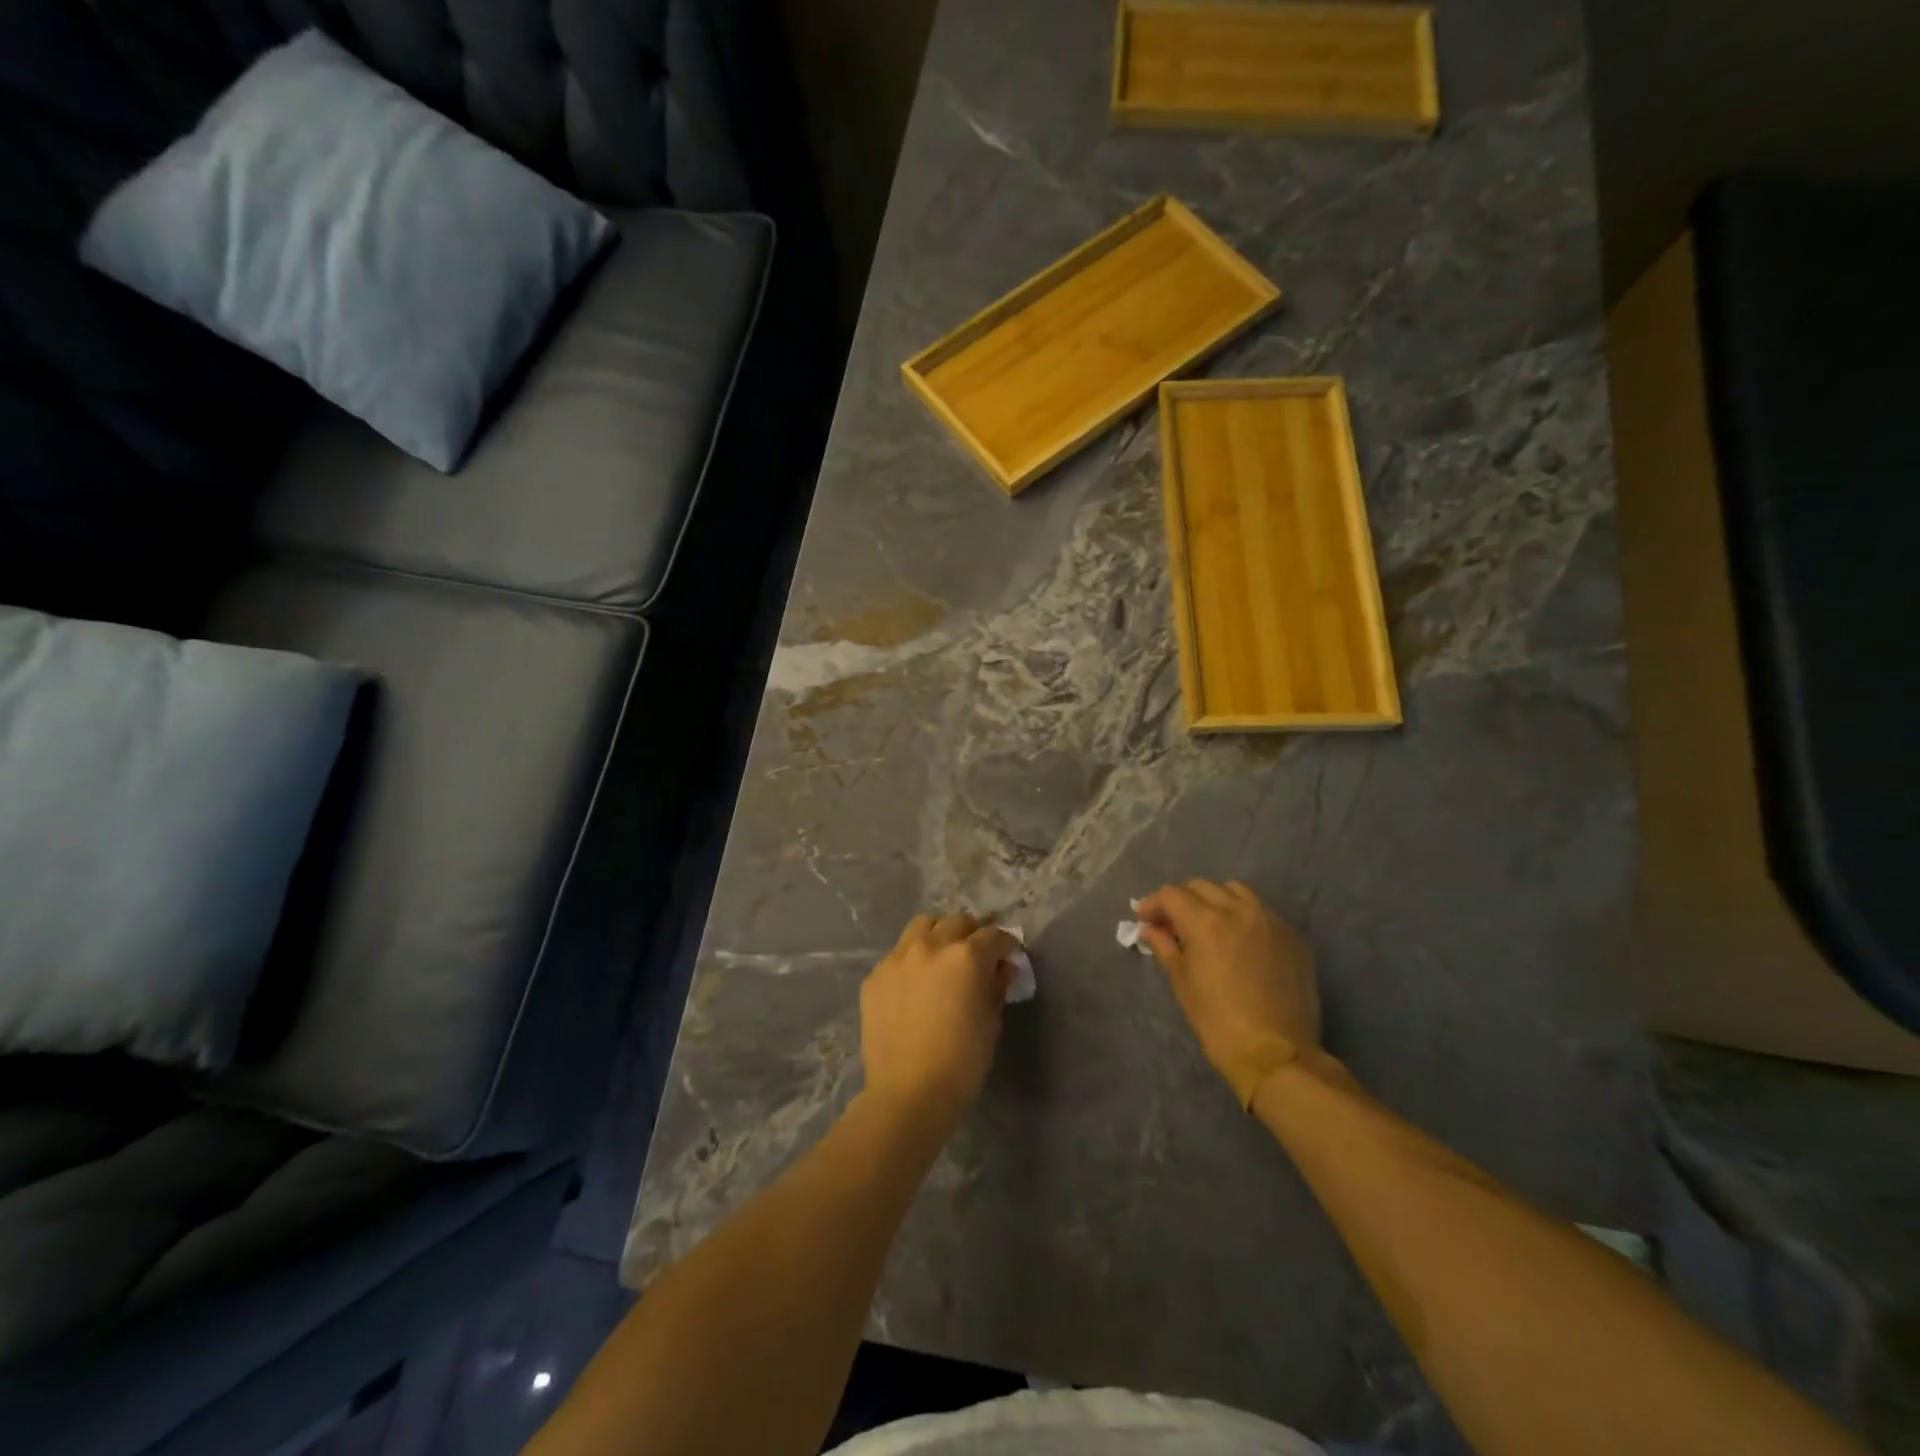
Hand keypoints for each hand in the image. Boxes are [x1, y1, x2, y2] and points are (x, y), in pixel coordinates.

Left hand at [860, 913, 1018, 1130]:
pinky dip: (912, 960)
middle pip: (957, 922)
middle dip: (972, 934)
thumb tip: (1000, 968)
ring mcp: (898, 958)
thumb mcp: (991, 1023)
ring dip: (938, 935)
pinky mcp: (875, 976)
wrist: (908, 1093)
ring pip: (922, 926)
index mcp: (966, 956)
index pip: (993, 935)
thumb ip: (996, 986)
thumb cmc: (961, 1062)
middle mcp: (931, 946)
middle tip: (977, 955)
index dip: (1006, 945)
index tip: (1009, 957)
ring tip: (942, 957)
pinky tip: (914, 984)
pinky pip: (898, 954)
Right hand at [1137, 880, 1321, 1107]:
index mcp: (1205, 921)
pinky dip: (1244, 917)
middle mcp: (1238, 910)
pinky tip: (1240, 942)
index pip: (1171, 895)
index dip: (1152, 904)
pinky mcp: (1293, 937)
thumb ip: (1165, 947)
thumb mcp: (1183, 983)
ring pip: (1236, 892)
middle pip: (1202, 887)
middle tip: (1172, 923)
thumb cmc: (1218, 1022)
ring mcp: (1270, 921)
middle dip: (1182, 900)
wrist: (1277, 1054)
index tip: (1144, 919)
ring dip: (1215, 900)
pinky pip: (1262, 913)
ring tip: (1209, 924)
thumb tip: (1150, 929)